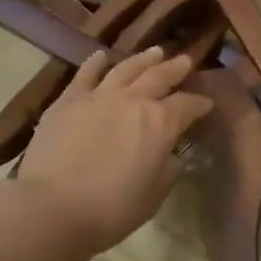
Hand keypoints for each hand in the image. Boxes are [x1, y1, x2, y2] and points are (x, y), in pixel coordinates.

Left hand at [15, 48, 212, 260]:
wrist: (53, 208)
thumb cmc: (111, 209)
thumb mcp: (154, 196)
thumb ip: (168, 169)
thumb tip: (171, 153)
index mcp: (161, 123)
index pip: (188, 106)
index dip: (200, 104)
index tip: (207, 103)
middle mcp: (134, 100)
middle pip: (160, 76)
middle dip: (176, 68)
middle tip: (185, 61)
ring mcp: (100, 96)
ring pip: (127, 68)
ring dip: (144, 59)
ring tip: (155, 51)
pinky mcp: (69, 100)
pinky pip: (85, 74)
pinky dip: (95, 63)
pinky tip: (101, 56)